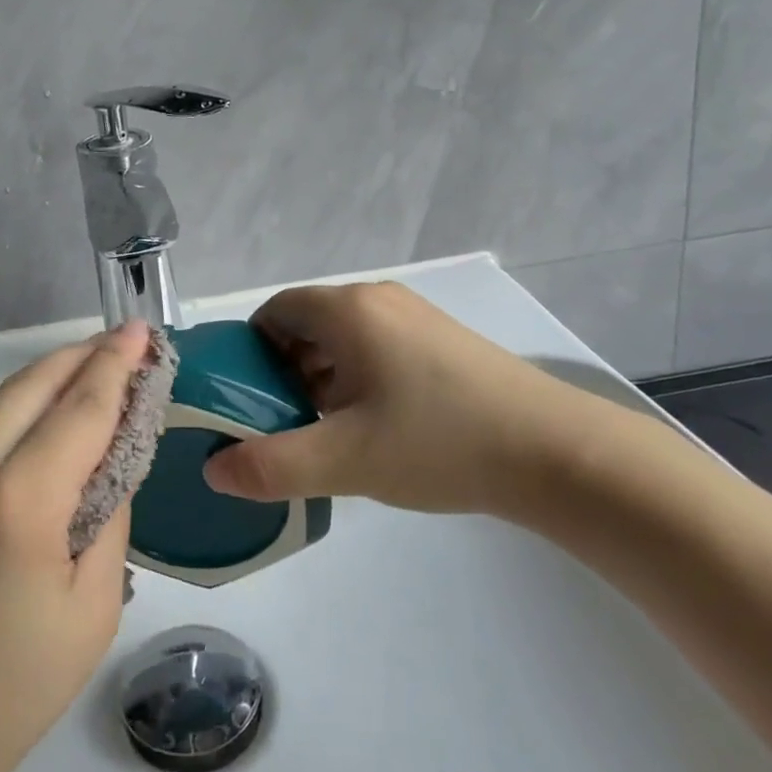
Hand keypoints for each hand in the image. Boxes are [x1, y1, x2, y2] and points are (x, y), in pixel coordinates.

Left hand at [0, 320, 149, 771]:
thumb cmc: (5, 695)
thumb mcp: (91, 612)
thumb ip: (108, 521)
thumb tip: (109, 464)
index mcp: (19, 502)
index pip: (81, 409)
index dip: (116, 365)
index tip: (141, 331)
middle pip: (32, 384)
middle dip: (82, 356)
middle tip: (119, 342)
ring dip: (41, 376)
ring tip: (80, 373)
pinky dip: (4, 405)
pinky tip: (25, 419)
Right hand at [203, 281, 626, 521]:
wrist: (557, 453)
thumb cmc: (440, 442)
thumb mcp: (346, 460)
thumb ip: (272, 466)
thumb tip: (214, 470)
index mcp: (348, 310)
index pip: (274, 311)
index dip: (249, 352)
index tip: (244, 400)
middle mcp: (379, 300)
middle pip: (307, 325)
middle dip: (283, 372)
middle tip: (281, 425)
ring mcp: (415, 318)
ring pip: (343, 340)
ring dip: (320, 379)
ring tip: (324, 433)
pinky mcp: (442, 342)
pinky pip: (377, 349)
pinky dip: (356, 380)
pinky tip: (372, 428)